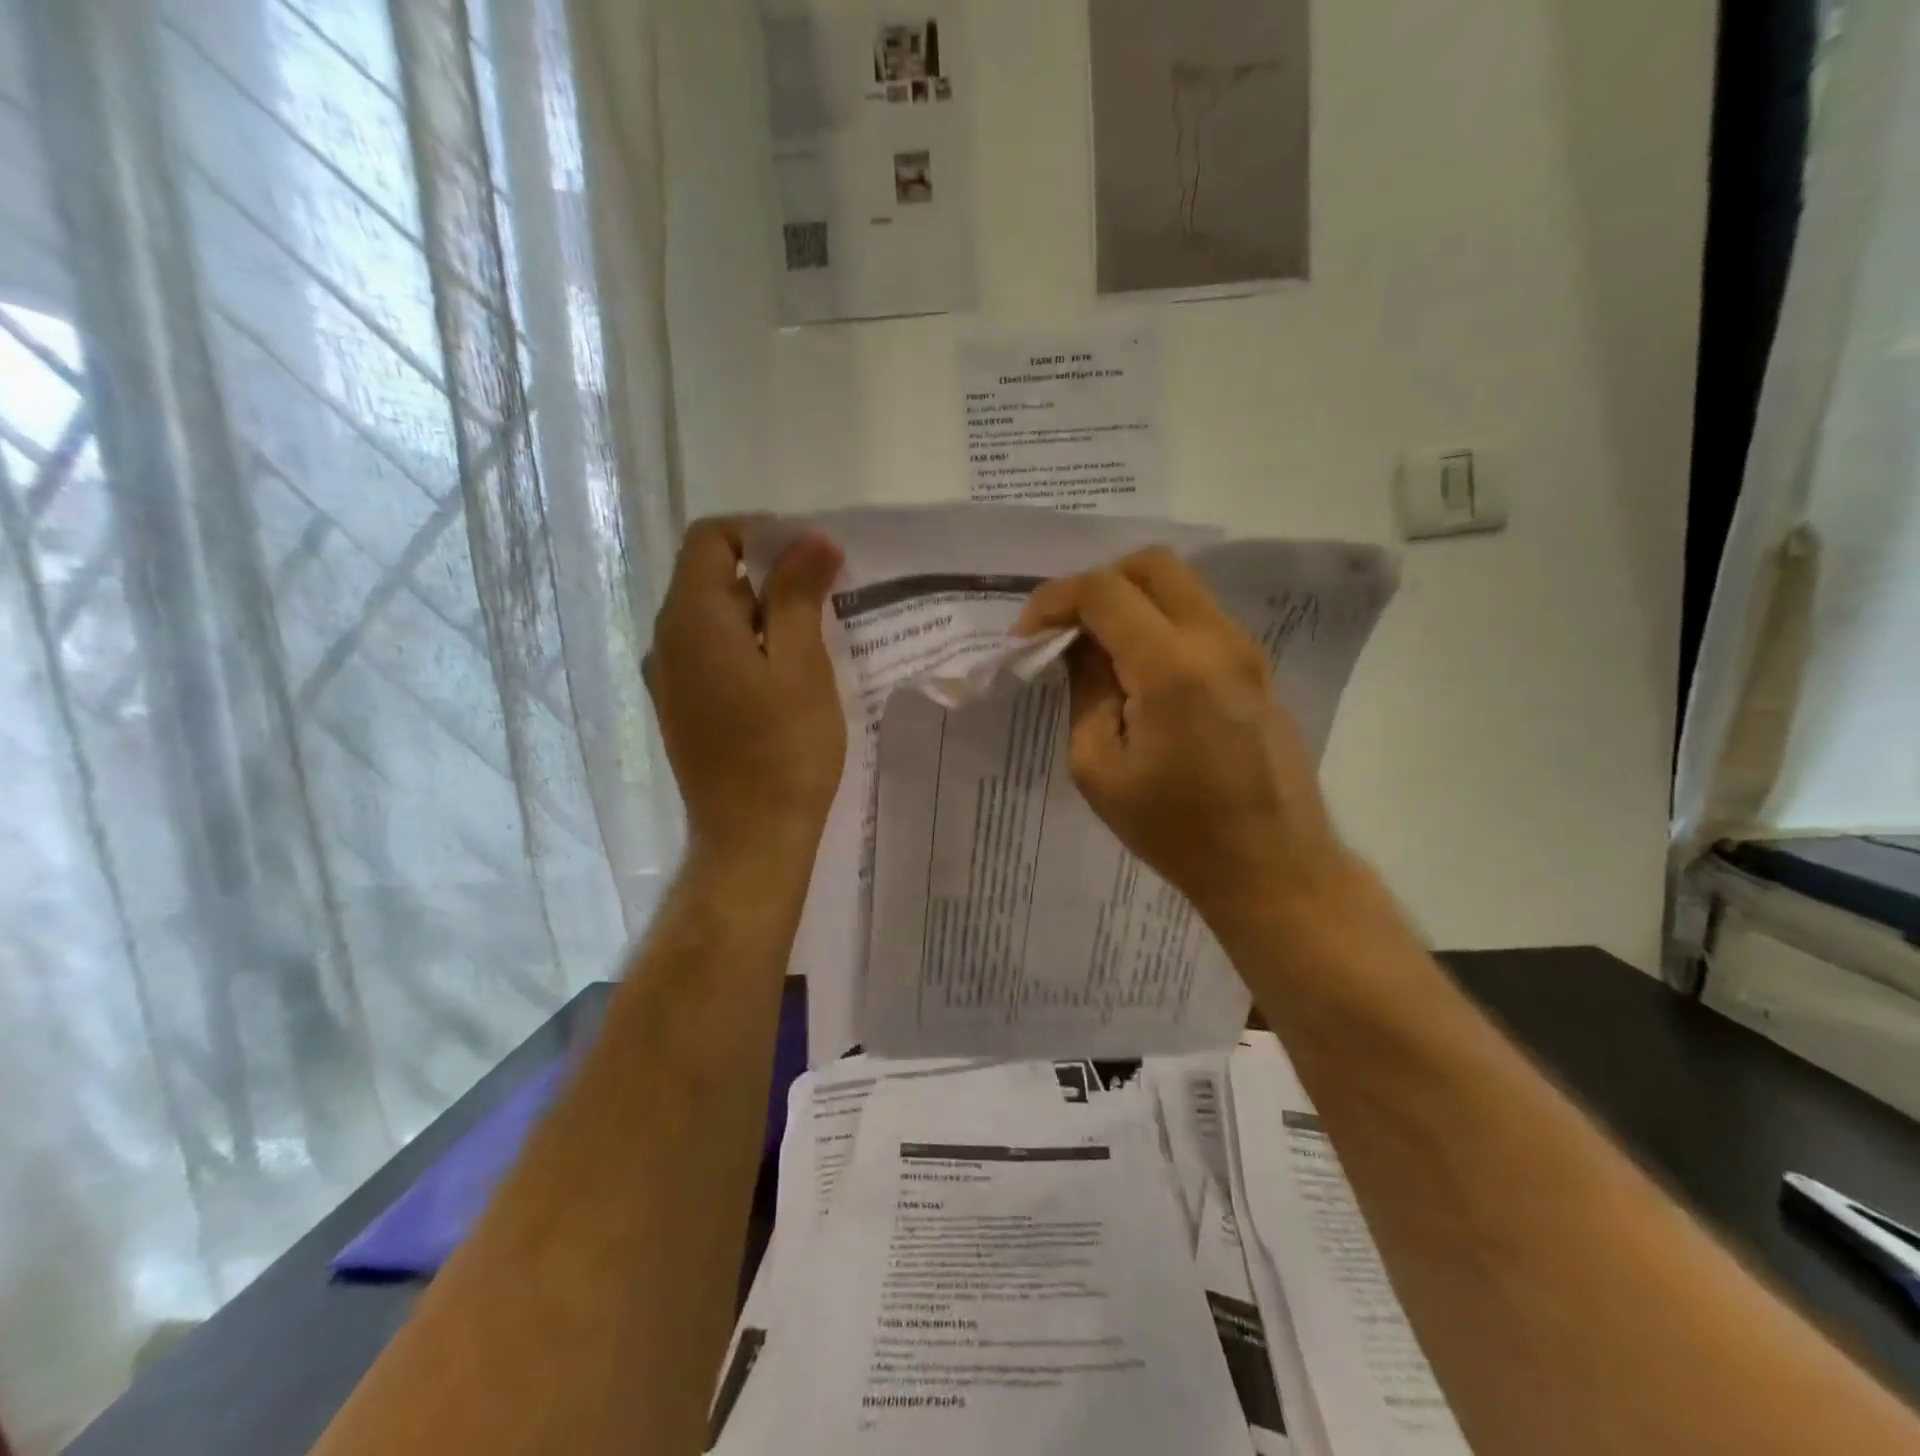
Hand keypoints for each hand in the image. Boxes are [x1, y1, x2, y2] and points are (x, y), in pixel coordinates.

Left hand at [646, 519, 846, 864]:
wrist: (752, 838)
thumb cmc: (785, 749)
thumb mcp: (802, 664)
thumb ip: (799, 594)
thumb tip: (812, 539)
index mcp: (691, 618)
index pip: (710, 538)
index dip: (761, 532)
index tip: (811, 556)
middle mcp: (666, 640)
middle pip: (712, 577)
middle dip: (770, 576)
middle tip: (827, 602)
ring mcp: (669, 678)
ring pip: (715, 620)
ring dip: (764, 616)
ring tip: (815, 643)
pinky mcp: (682, 708)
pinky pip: (712, 655)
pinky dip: (749, 648)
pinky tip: (788, 678)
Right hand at [1017, 548, 1353, 929]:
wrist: (1272, 867)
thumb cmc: (1176, 830)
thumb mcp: (1099, 769)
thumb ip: (1085, 692)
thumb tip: (1081, 649)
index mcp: (1172, 666)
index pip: (1104, 592)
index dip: (1054, 601)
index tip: (1026, 637)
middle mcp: (1216, 640)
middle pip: (1151, 565)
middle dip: (1097, 584)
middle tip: (1065, 630)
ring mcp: (1244, 651)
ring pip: (1179, 588)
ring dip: (1130, 603)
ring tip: (1097, 653)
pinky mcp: (1255, 669)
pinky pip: (1198, 619)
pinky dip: (1158, 624)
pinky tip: (1137, 673)